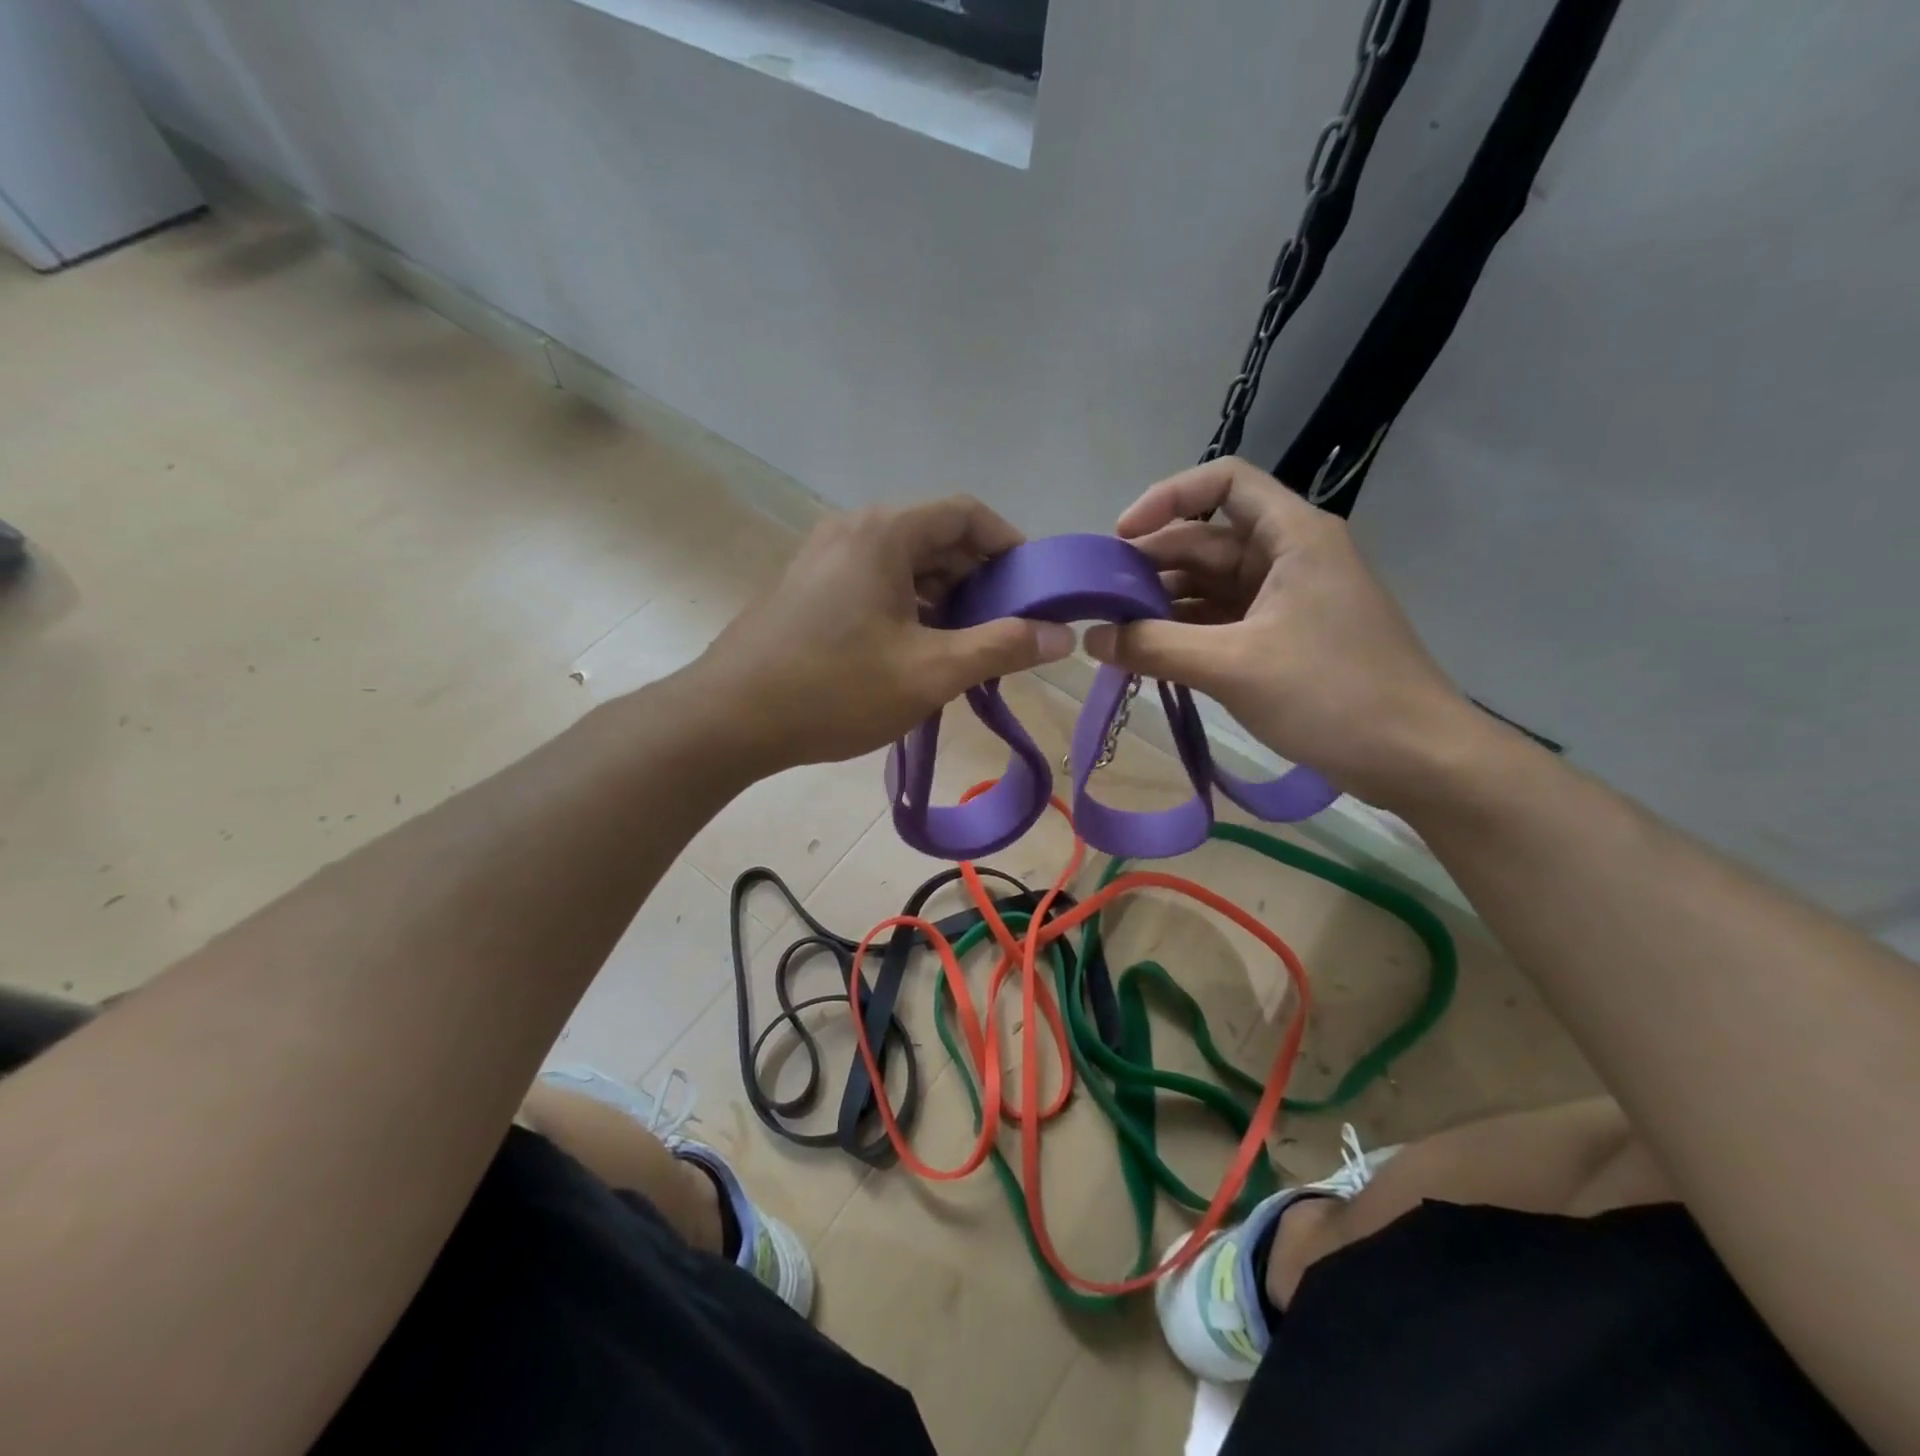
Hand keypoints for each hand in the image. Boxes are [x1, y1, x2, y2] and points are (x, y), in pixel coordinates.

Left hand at [687, 498, 1074, 770]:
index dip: (1010, 546)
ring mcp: (825, 560)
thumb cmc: (835, 689)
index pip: (967, 513)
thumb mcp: (930, 672)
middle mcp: (853, 531)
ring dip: (946, 599)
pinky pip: (876, 585)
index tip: (1035, 589)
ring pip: (905, 566)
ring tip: (970, 648)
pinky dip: (910, 610)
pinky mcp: (810, 591)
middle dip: (980, 579)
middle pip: (936, 537)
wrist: (728, 720)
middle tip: (1008, 628)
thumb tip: (1063, 637)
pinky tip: (921, 654)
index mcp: (884, 532)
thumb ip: (1002, 648)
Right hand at [1083, 458, 1489, 808]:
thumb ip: (1155, 647)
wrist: (1415, 758)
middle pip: (1207, 539)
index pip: (1224, 483)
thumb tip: (1090, 637)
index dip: (1168, 497)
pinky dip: (1186, 633)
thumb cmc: (1333, 695)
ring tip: (1114, 632)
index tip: (1121, 537)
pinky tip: (1149, 655)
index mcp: (1293, 537)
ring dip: (1164, 604)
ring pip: (1210, 585)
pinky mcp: (1283, 638)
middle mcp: (1289, 556)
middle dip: (1152, 564)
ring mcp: (1287, 600)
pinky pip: (1222, 621)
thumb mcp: (1234, 666)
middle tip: (1100, 599)